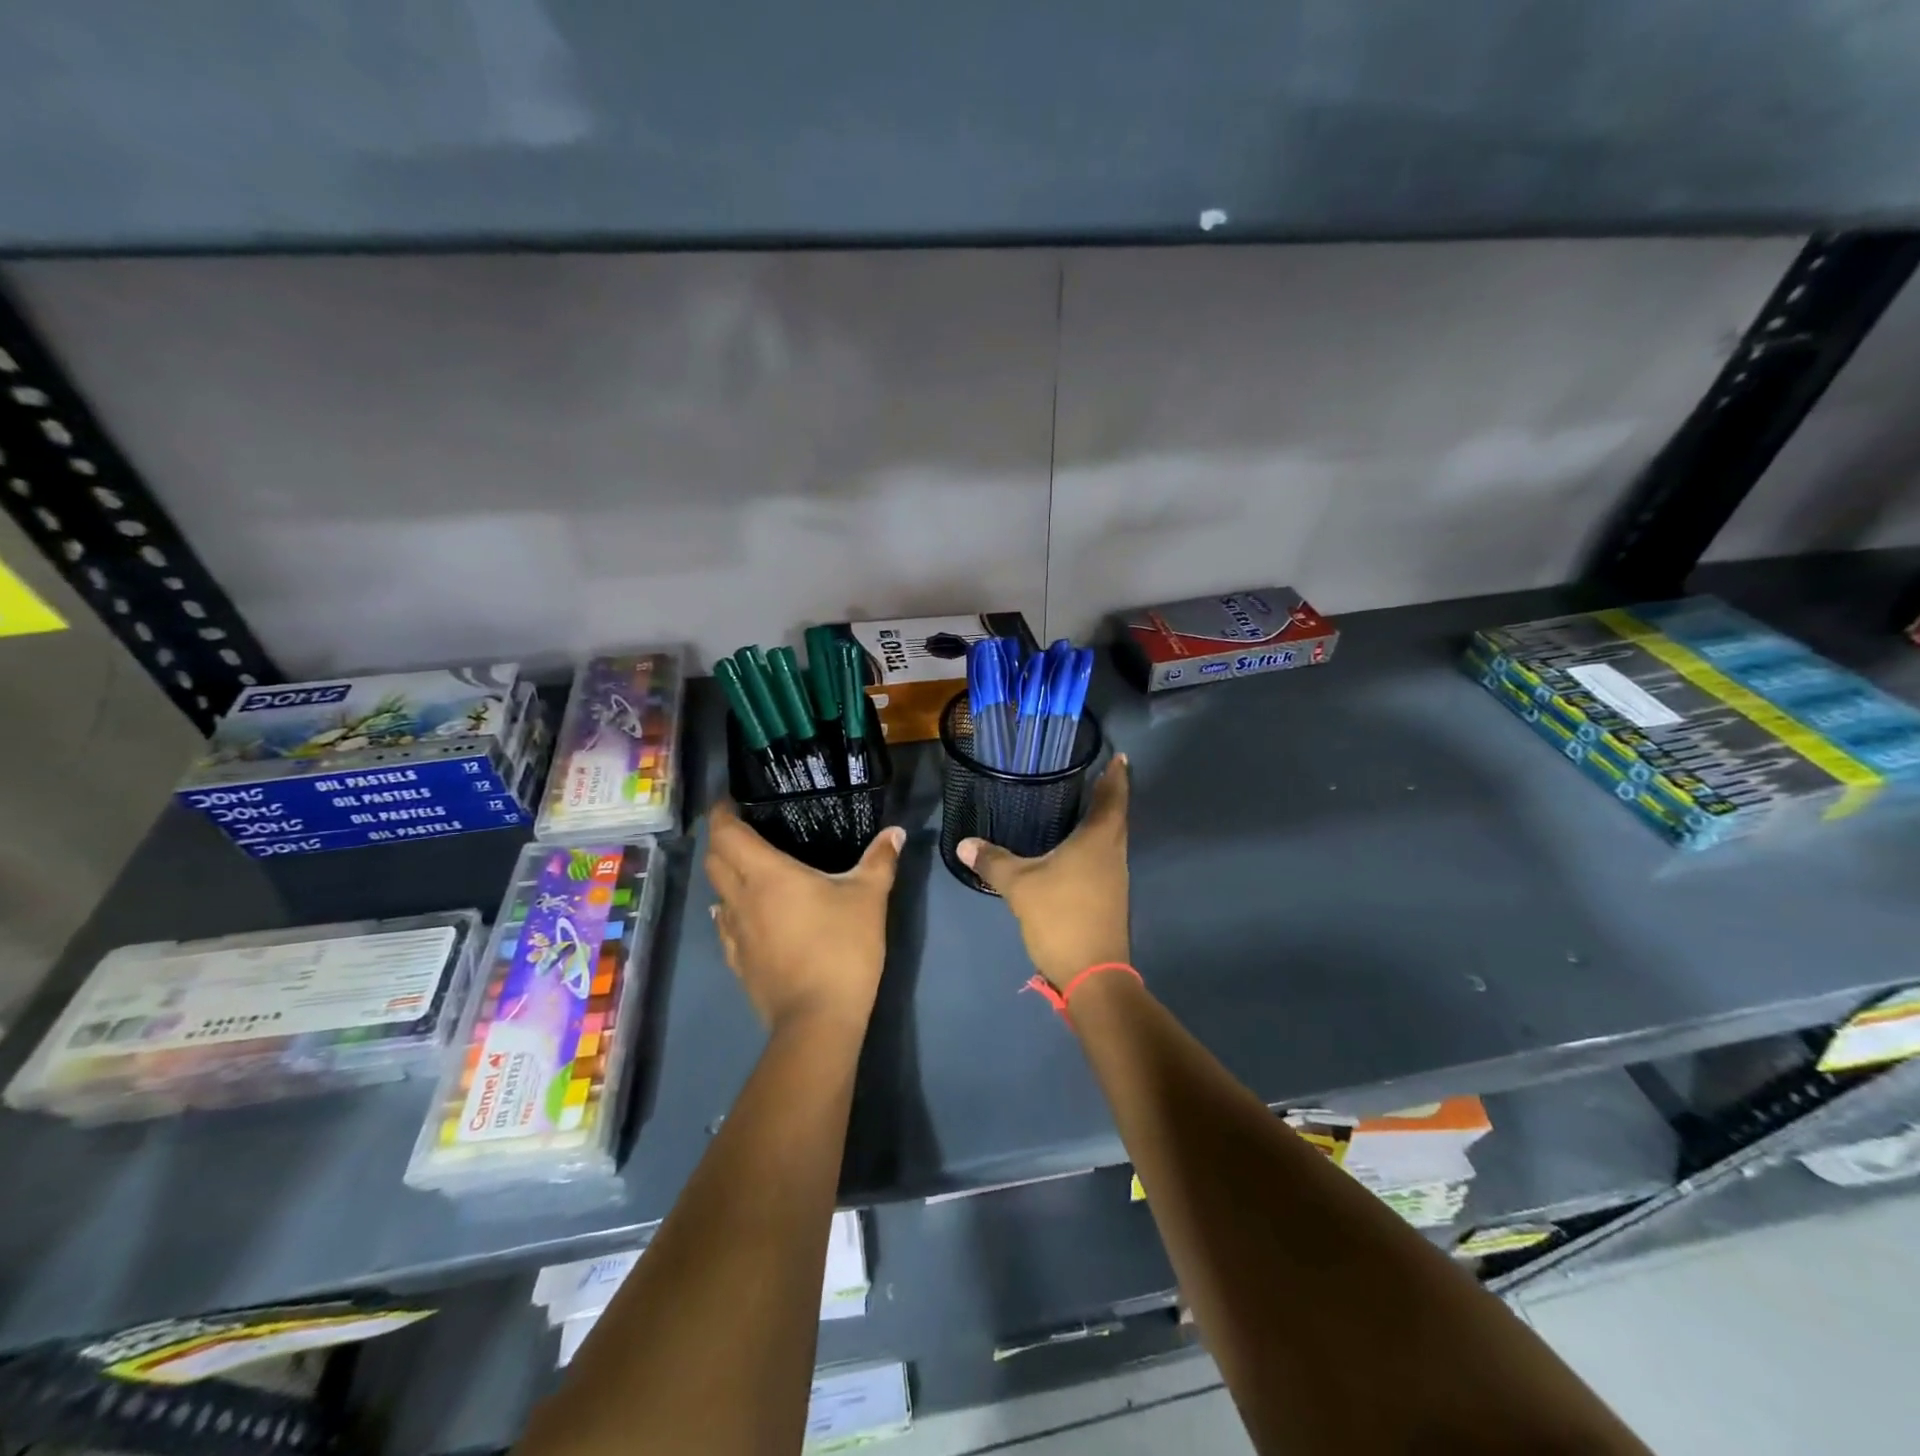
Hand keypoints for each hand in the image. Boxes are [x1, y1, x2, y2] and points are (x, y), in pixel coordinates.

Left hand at [705, 805, 905, 1032]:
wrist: (818, 1018)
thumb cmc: (842, 947)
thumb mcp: (869, 898)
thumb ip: (880, 860)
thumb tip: (895, 832)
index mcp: (766, 875)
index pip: (726, 834)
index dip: (721, 814)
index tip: (729, 801)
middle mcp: (741, 899)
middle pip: (714, 861)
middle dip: (721, 840)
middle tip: (743, 829)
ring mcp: (735, 934)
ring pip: (716, 894)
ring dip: (725, 876)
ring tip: (748, 869)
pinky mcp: (738, 963)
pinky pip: (725, 926)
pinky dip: (730, 910)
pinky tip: (748, 914)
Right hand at [957, 755, 1130, 988]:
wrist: (1093, 974)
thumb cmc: (1061, 917)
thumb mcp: (1020, 886)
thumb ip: (994, 861)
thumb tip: (964, 842)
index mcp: (1098, 841)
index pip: (1112, 798)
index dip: (1116, 777)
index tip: (1119, 757)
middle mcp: (1113, 854)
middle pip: (1116, 817)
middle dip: (1109, 795)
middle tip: (1096, 775)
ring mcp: (1114, 878)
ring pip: (1111, 840)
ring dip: (1102, 821)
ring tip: (1082, 806)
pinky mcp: (1109, 898)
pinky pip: (1103, 859)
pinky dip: (1093, 845)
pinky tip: (1075, 849)